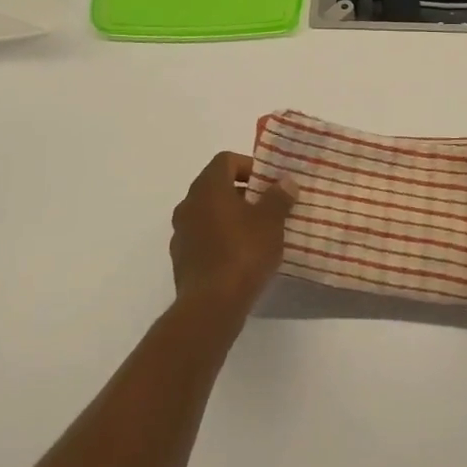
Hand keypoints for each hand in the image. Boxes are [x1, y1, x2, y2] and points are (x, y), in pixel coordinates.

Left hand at [169, 152, 293, 315]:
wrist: (210, 306)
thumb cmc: (243, 253)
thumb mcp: (270, 222)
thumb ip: (278, 197)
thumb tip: (285, 181)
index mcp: (208, 187)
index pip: (226, 160)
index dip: (249, 166)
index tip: (268, 184)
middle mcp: (189, 203)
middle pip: (216, 186)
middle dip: (243, 193)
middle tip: (268, 207)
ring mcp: (181, 232)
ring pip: (209, 213)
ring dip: (231, 217)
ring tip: (257, 234)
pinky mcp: (181, 258)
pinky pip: (204, 237)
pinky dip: (220, 239)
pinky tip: (240, 257)